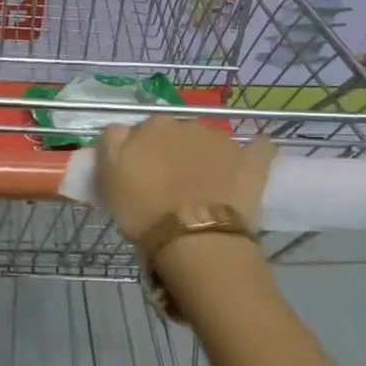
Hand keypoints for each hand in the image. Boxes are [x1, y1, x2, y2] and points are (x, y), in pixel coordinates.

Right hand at [95, 118, 274, 244]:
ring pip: (211, 141)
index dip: (142, 153)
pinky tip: (255, 157)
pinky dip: (256, 151)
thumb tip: (122, 129)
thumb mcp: (108, 175)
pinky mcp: (252, 161)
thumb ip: (112, 142)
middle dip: (175, 152)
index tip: (141, 175)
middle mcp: (188, 124)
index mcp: (153, 126)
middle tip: (171, 184)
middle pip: (178, 135)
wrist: (195, 240)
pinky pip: (258, 148)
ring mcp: (222, 141)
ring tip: (206, 185)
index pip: (144, 132)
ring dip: (207, 155)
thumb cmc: (144, 210)